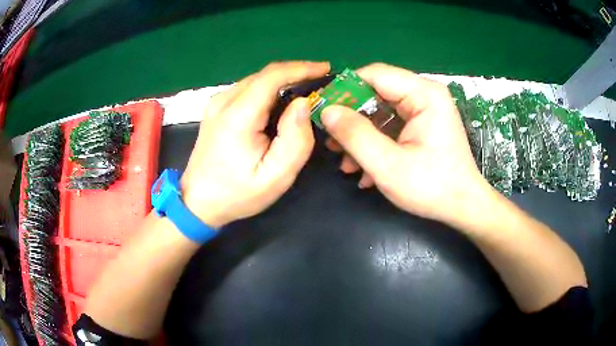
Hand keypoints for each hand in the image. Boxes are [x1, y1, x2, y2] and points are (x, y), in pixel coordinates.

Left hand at [180, 61, 330, 227]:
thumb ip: (295, 139)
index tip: (326, 69)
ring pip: (256, 80)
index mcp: (237, 115)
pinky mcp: (215, 108)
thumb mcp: (275, 177)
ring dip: (283, 81)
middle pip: (265, 75)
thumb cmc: (237, 193)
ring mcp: (216, 103)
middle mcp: (223, 101)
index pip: (272, 76)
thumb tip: (303, 104)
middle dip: (296, 73)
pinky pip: (247, 89)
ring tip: (306, 90)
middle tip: (321, 82)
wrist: (198, 202)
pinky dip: (269, 90)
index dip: (302, 68)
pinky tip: (281, 102)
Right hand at [321, 63, 489, 225]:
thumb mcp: (388, 165)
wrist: (463, 208)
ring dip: (361, 136)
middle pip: (377, 93)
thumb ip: (355, 135)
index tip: (322, 111)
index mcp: (424, 94)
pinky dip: (375, 144)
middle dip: (351, 119)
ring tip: (345, 162)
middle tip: (331, 141)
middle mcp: (425, 95)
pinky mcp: (422, 126)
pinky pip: (391, 126)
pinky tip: (364, 170)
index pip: (375, 75)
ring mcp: (424, 111)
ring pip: (381, 112)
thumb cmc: (432, 188)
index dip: (344, 90)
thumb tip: (326, 111)